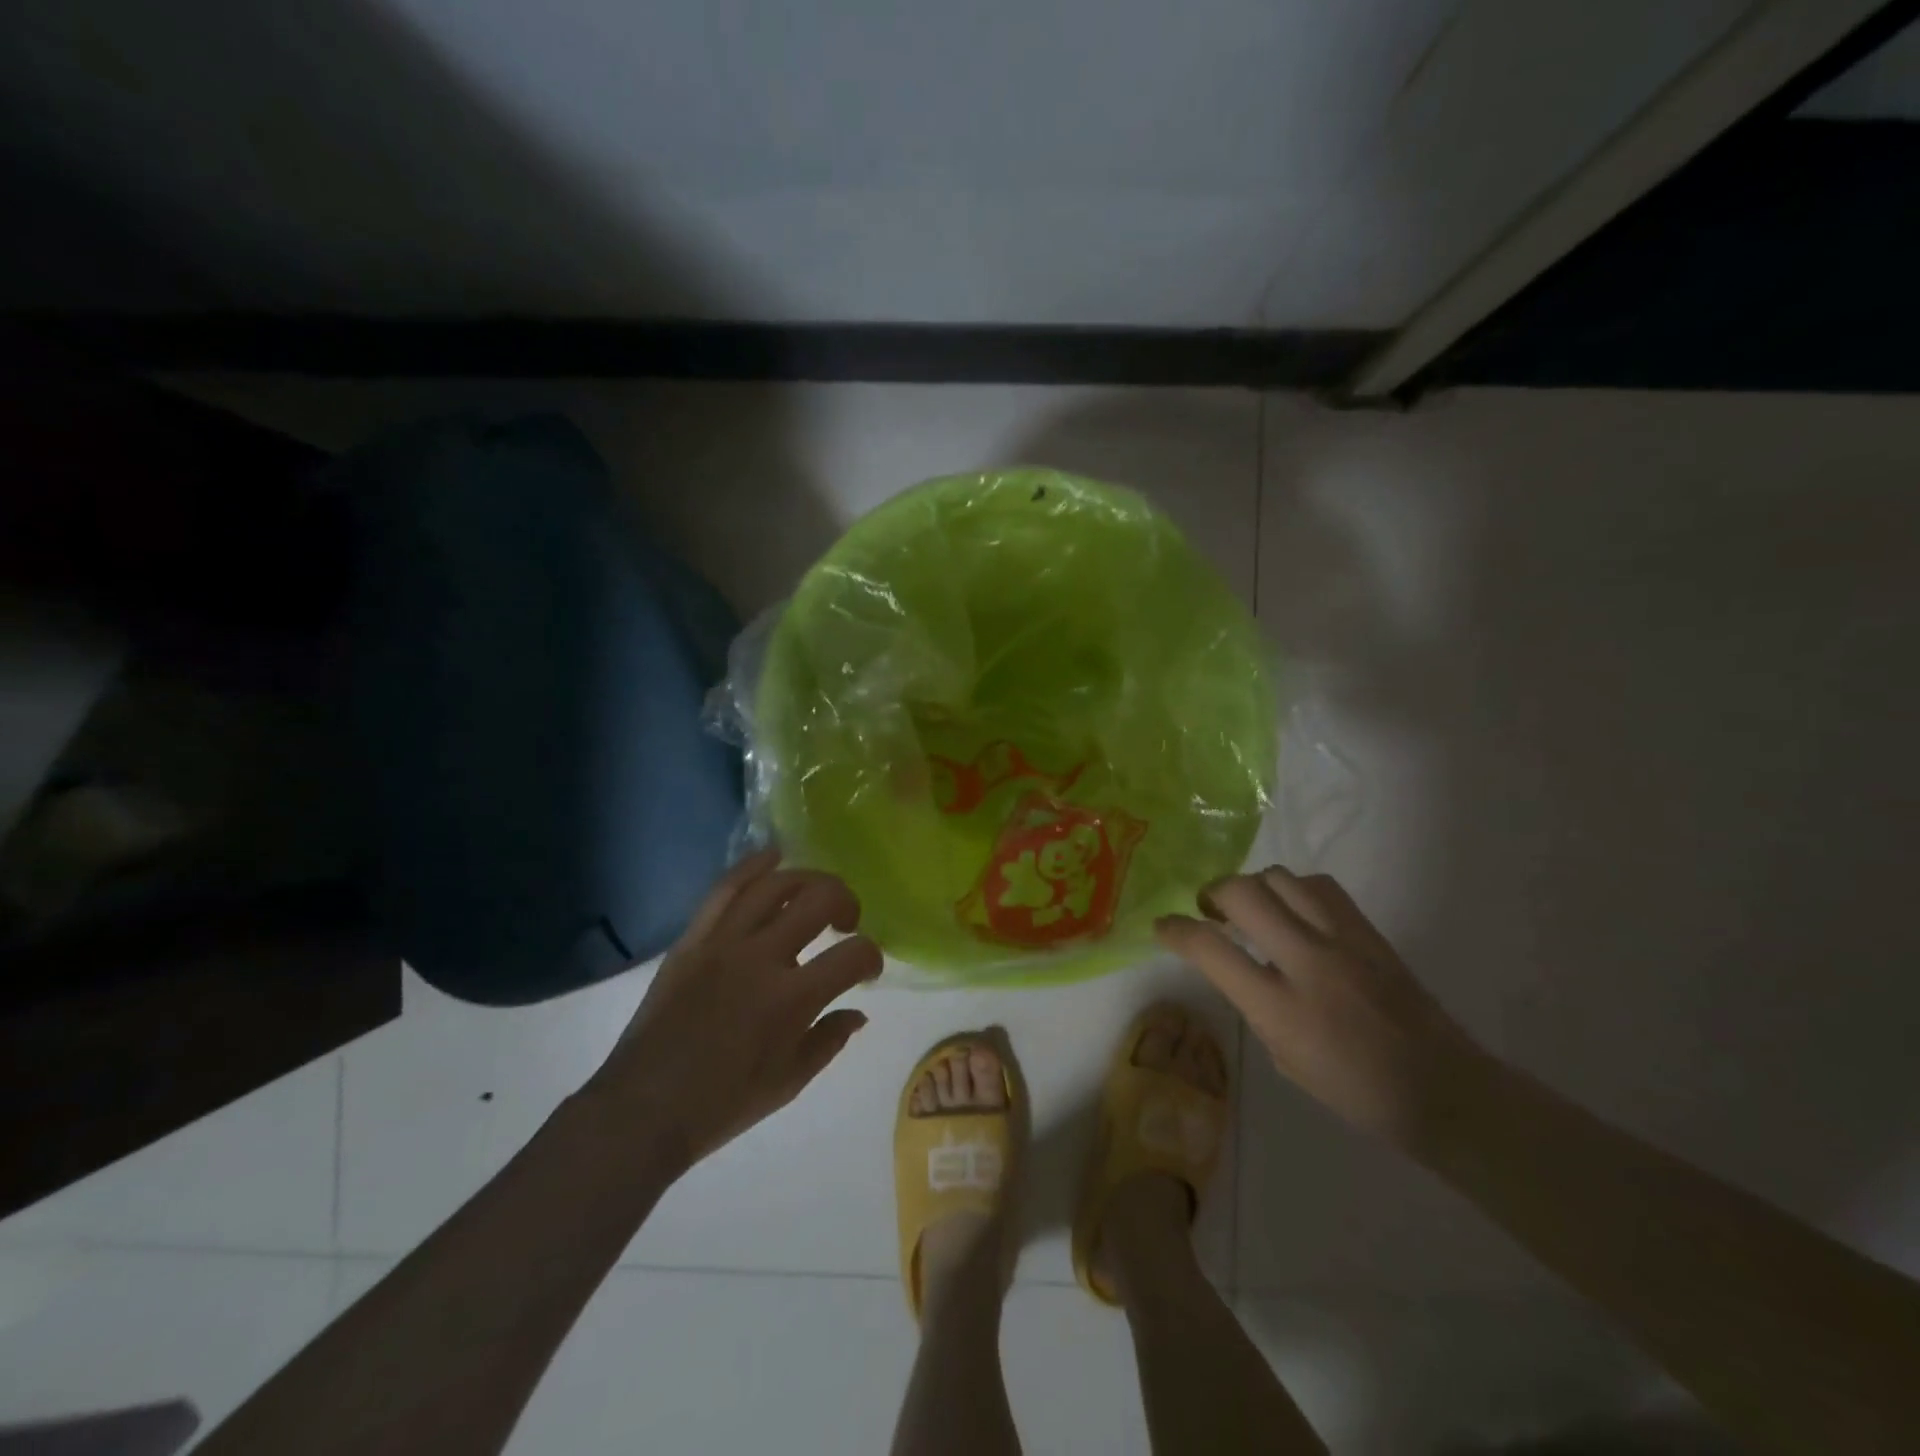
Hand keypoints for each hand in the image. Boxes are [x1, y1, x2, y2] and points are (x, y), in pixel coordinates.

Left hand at [588, 850, 882, 1173]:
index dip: (871, 956)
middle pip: (819, 899)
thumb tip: (858, 1011)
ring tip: (816, 892)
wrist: (644, 1108)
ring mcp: (723, 942)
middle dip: (846, 902)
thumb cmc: (722, 1104)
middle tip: (846, 922)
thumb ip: (830, 1040)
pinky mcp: (693, 939)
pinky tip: (773, 858)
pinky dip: (752, 866)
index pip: (853, 955)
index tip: (868, 969)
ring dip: (807, 879)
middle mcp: (762, 958)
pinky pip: (725, 889)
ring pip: (774, 884)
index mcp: (792, 999)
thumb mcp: (789, 1083)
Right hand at [1156, 866, 1486, 1149]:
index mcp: (1280, 1008)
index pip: (1210, 950)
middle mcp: (1307, 962)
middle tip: (1208, 909)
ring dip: (1253, 886)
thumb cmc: (1354, 1089)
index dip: (1175, 931)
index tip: (1162, 926)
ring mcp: (1343, 941)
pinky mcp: (1368, 931)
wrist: (1443, 1089)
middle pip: (1243, 893)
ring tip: (1250, 905)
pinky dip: (1293, 888)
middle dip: (1212, 892)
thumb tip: (1234, 966)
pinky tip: (1293, 909)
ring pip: (1280, 878)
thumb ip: (1253, 1003)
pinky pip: (1319, 885)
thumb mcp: (1283, 1056)